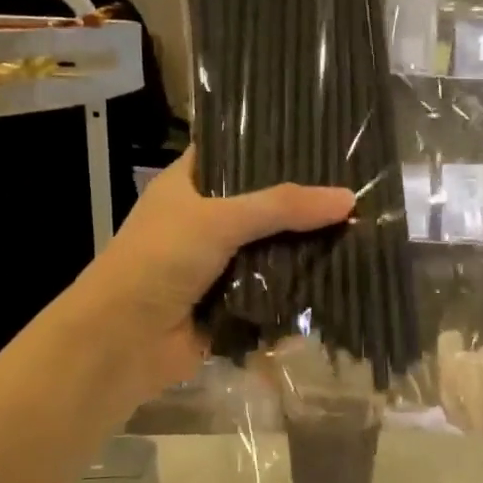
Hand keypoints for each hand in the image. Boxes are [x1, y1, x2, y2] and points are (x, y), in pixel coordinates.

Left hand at [72, 150, 354, 396]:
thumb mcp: (219, 220)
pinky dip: (295, 291)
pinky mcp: (230, 305)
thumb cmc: (159, 261)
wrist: (123, 341)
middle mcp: (203, 221)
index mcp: (188, 186)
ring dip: (303, 251)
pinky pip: (271, 293)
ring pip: (270, 251)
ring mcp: (217, 265)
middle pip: (261, 206)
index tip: (321, 141)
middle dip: (301, 206)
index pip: (234, 153)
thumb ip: (282, 207)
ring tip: (359, 232)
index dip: (273, 147)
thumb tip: (347, 198)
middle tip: (354, 190)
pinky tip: (338, 278)